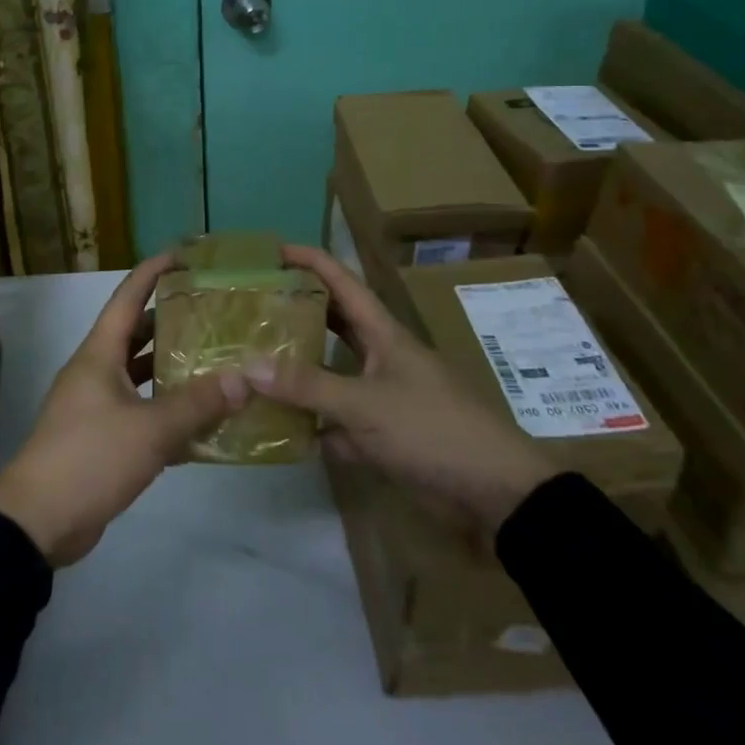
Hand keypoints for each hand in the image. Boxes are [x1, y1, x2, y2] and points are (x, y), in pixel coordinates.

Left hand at [0, 255, 246, 566]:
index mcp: (99, 353)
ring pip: (138, 374)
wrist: (37, 522)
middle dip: (170, 320)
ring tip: (214, 360)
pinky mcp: (100, 438)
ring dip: (170, 367)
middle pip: (135, 332)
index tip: (185, 255)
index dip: (154, 271)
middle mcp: (95, 371)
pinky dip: (165, 409)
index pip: (128, 296)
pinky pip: (138, 411)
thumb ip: (198, 404)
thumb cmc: (89, 458)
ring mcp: (95, 405)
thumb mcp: (149, 430)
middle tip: (213, 312)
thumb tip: (245, 378)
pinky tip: (200, 420)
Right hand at [245, 245, 553, 536]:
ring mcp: (384, 396)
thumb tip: (248, 366)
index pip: (342, 282)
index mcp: (384, 334)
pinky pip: (339, 421)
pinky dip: (315, 424)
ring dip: (301, 370)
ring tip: (257, 363)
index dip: (310, 260)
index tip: (274, 251)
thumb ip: (308, 386)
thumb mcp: (366, 404)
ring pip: (333, 373)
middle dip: (298, 312)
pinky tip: (282, 429)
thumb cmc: (432, 429)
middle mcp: (381, 357)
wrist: (496, 493)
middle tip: (254, 308)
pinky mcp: (385, 435)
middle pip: (334, 323)